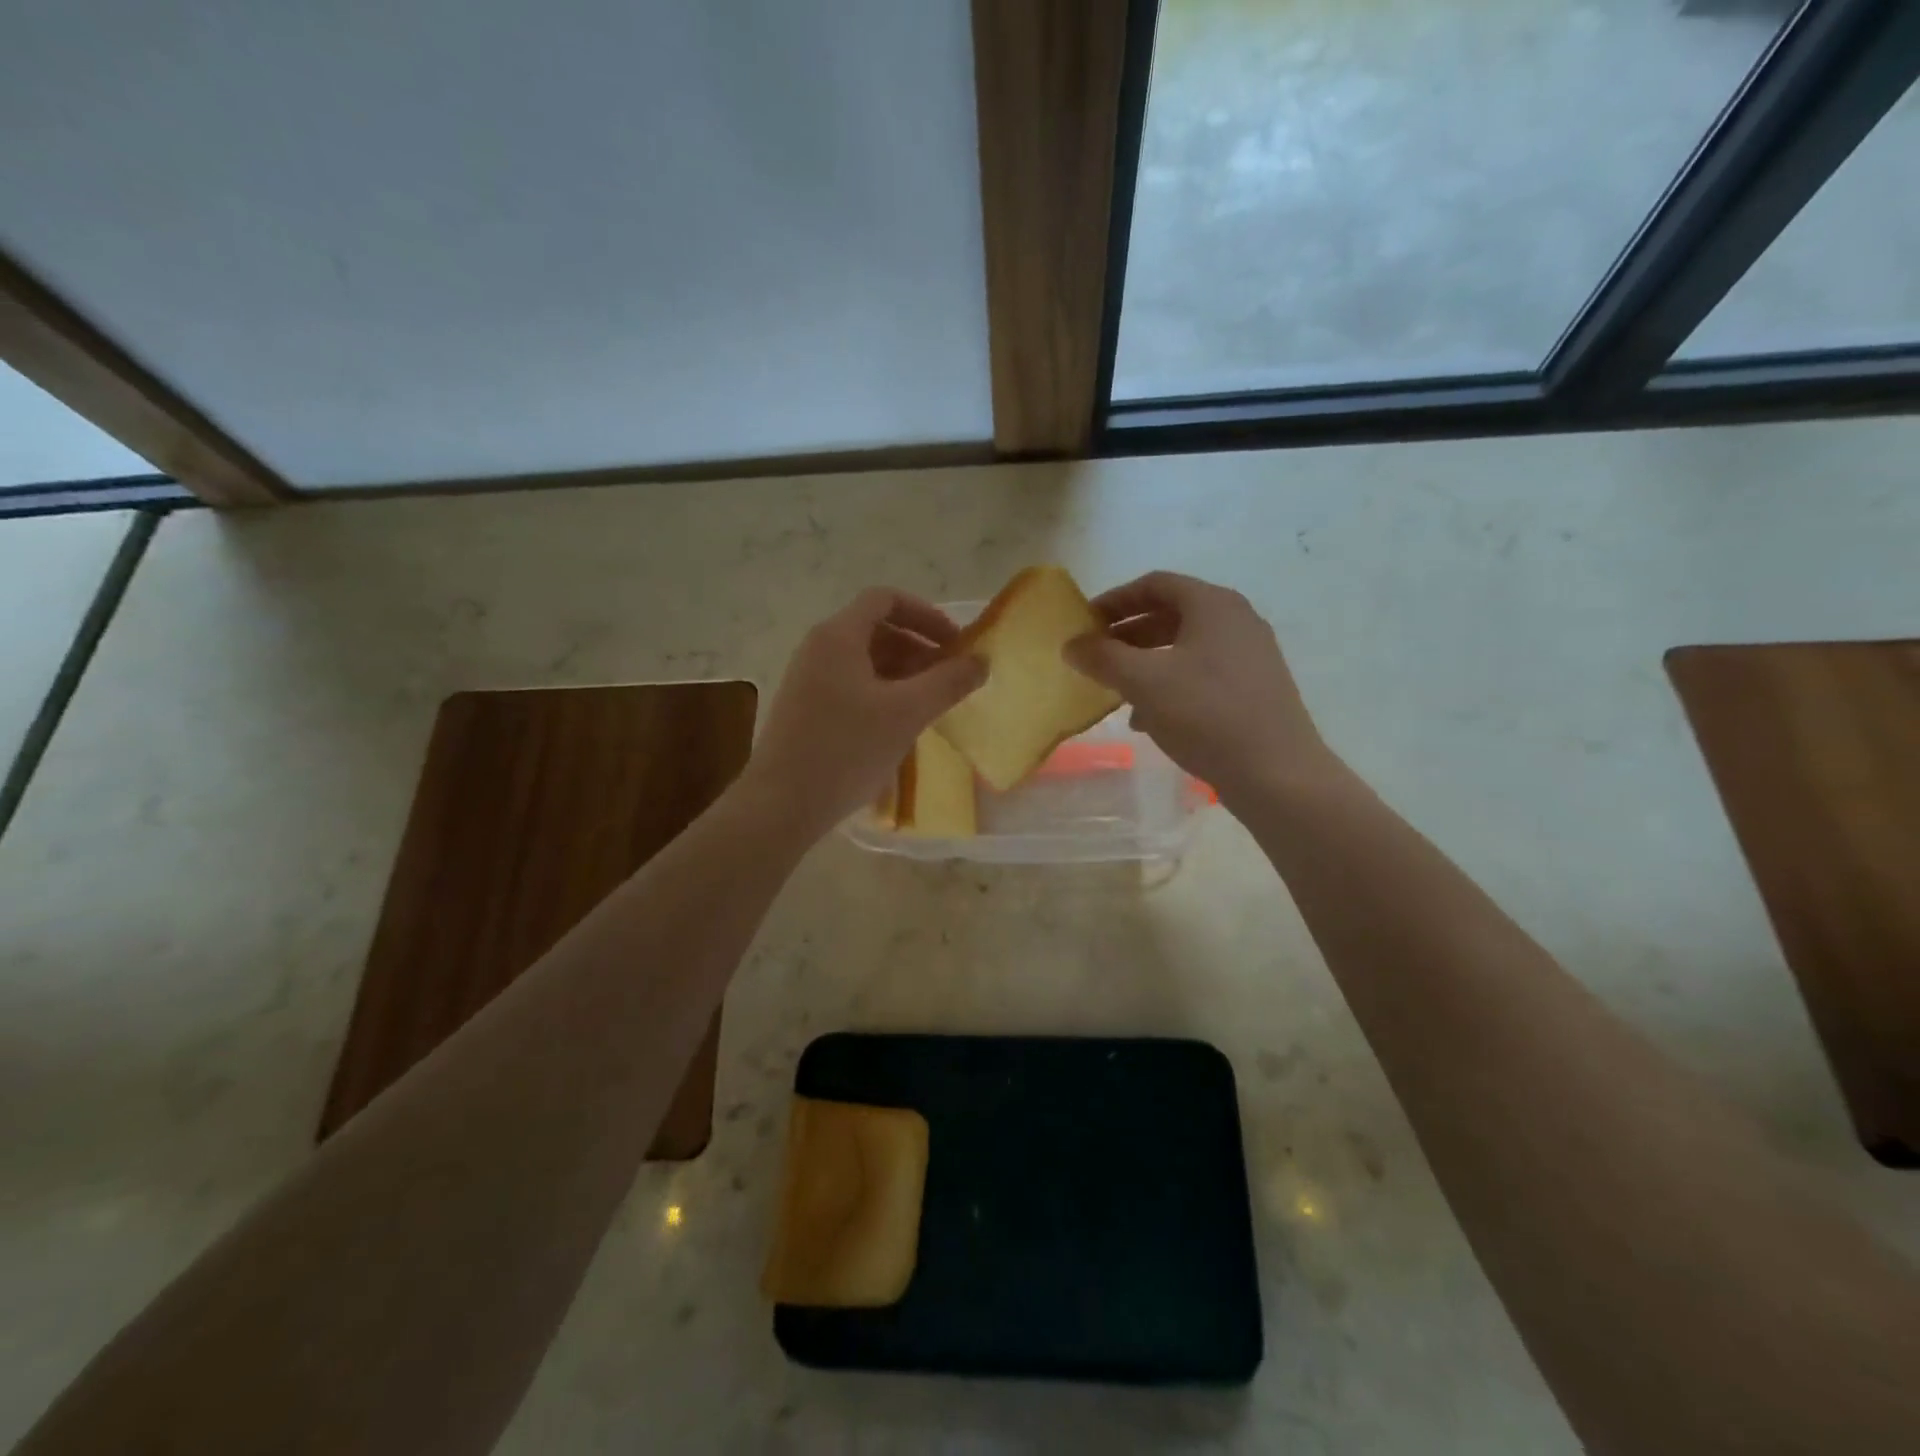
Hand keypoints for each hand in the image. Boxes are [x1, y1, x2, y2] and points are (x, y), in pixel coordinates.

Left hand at [741, 588, 986, 839]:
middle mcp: (818, 648)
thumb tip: (981, 661)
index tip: (956, 644)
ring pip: (864, 660)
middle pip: (876, 628)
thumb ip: (949, 682)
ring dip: (903, 673)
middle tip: (949, 679)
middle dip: (919, 647)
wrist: (781, 804)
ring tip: (930, 704)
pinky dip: (882, 692)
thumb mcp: (907, 713)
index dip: (927, 614)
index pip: (886, 599)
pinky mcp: (806, 708)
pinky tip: (899, 725)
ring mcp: (808, 679)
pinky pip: (851, 684)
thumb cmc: (846, 750)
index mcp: (838, 636)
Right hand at [1065, 571, 1334, 802]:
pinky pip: (1202, 674)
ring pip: (1185, 648)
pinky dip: (1170, 685)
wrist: (1277, 774)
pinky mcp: (1255, 689)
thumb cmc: (1207, 715)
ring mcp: (1250, 656)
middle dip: (1128, 634)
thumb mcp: (1144, 683)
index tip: (1085, 623)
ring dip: (1146, 663)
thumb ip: (1102, 658)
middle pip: (1171, 614)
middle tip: (1096, 655)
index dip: (1115, 600)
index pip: (1155, 584)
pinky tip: (1148, 719)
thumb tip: (1072, 644)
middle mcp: (1237, 621)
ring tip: (1116, 690)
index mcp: (1214, 605)